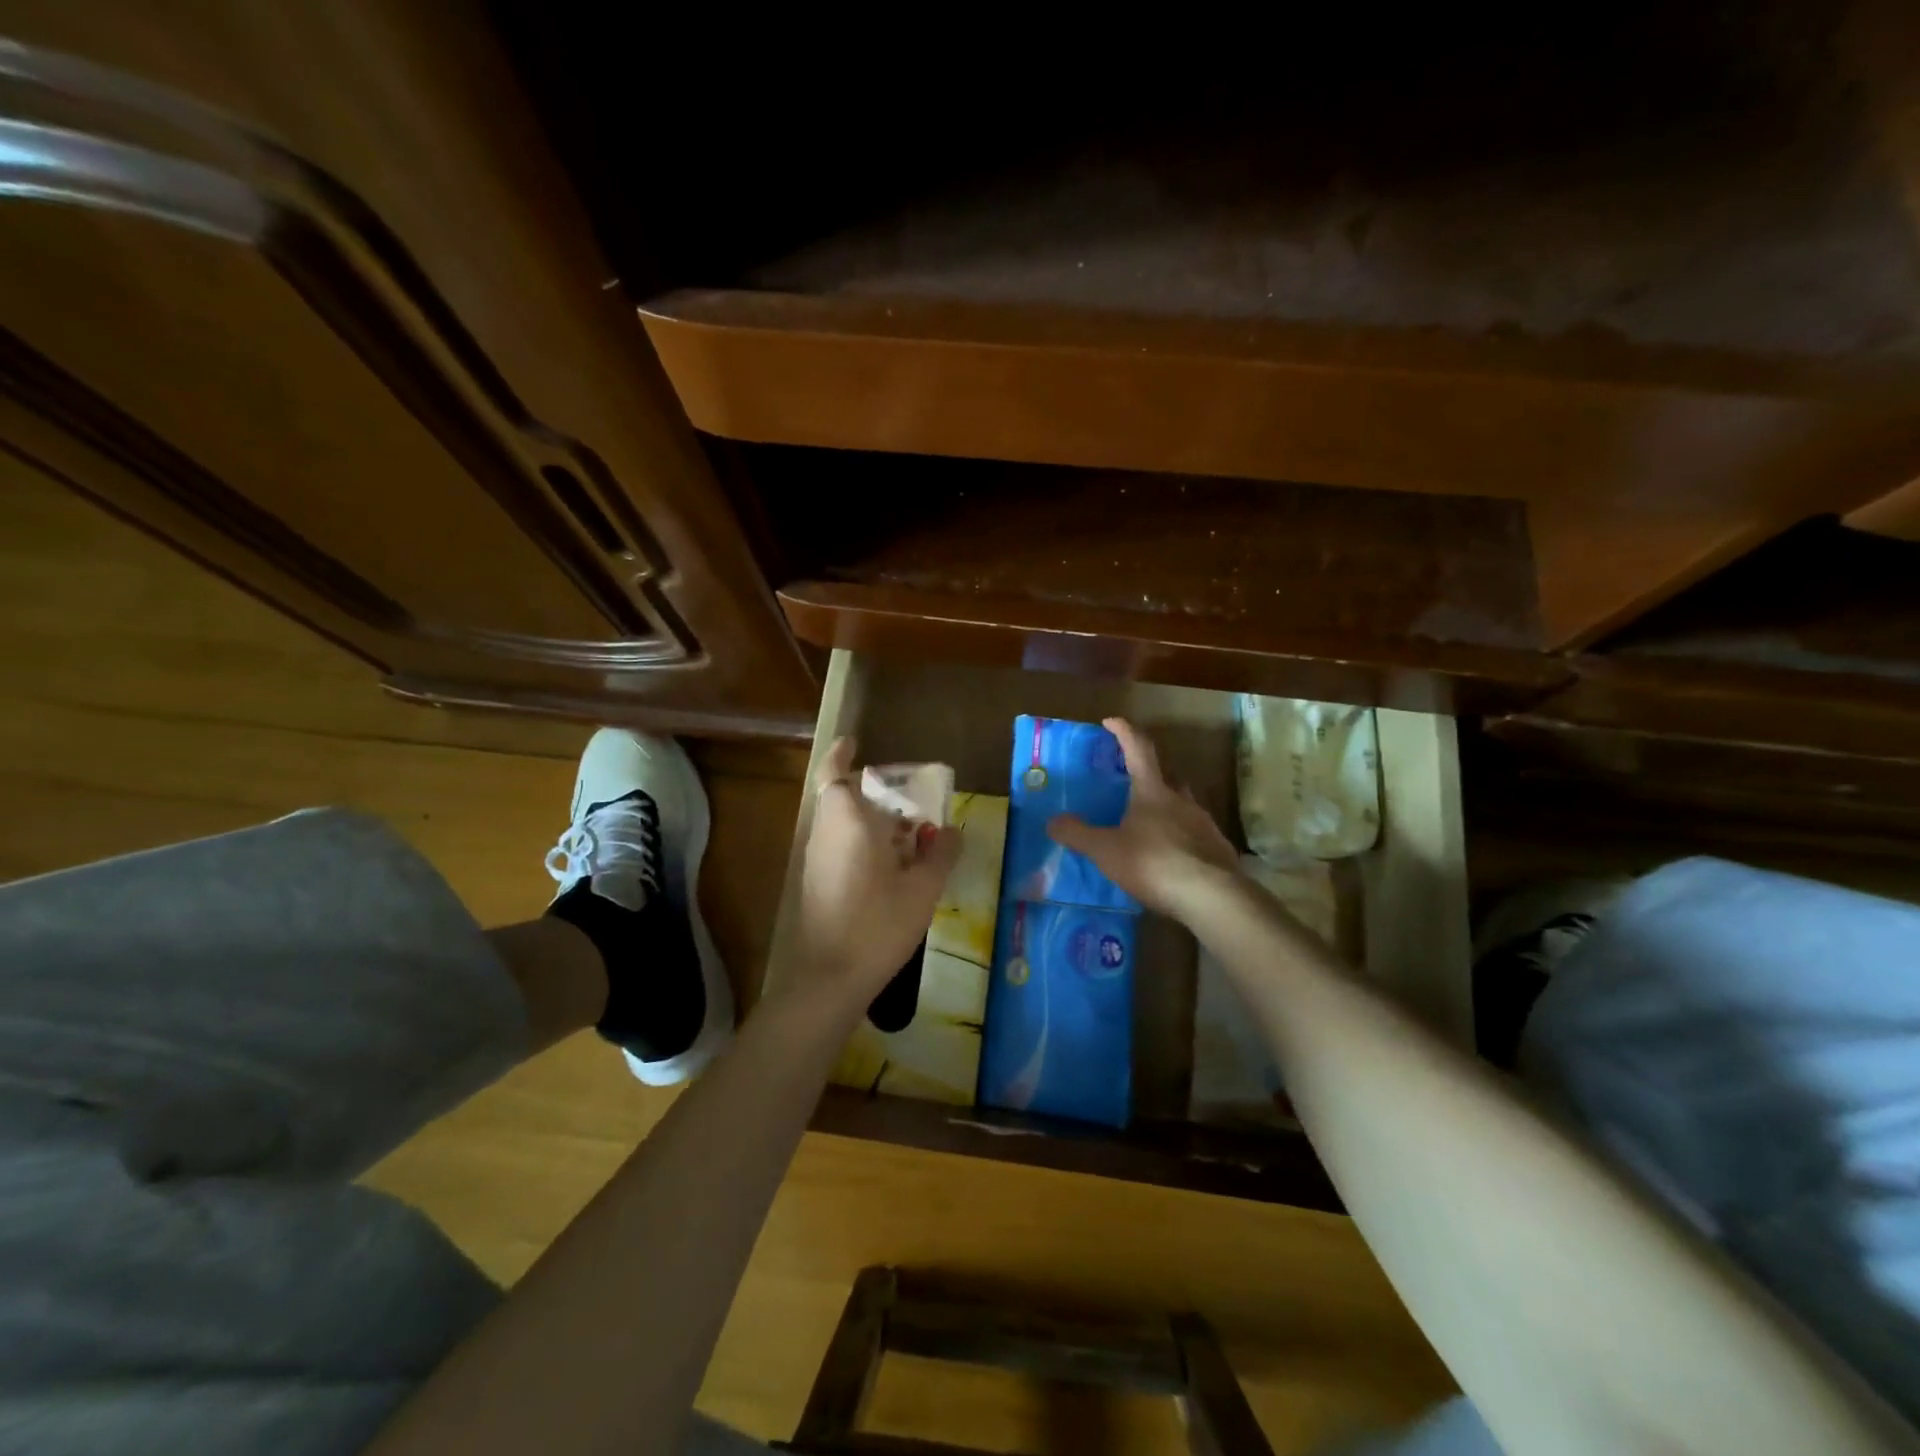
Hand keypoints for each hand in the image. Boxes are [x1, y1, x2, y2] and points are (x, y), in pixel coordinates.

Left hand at [791, 738, 961, 1006]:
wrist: (830, 977)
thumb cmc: (878, 924)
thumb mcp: (923, 889)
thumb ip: (940, 854)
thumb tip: (952, 830)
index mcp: (848, 821)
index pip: (834, 774)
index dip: (841, 754)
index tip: (854, 742)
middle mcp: (825, 832)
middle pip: (839, 796)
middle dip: (866, 789)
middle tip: (901, 794)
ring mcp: (816, 858)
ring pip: (838, 821)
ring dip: (864, 816)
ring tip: (903, 829)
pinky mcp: (815, 881)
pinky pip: (837, 843)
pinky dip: (859, 839)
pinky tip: (888, 863)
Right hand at [1047, 717, 1239, 919]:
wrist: (1212, 897)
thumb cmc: (1154, 864)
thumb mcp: (1106, 850)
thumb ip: (1079, 834)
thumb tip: (1053, 821)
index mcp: (1152, 792)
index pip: (1138, 749)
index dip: (1123, 732)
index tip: (1110, 721)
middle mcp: (1181, 800)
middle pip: (1166, 776)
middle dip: (1149, 773)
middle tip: (1132, 781)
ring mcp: (1204, 823)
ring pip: (1184, 804)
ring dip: (1167, 806)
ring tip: (1150, 823)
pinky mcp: (1217, 849)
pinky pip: (1195, 833)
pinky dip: (1181, 835)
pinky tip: (1172, 855)